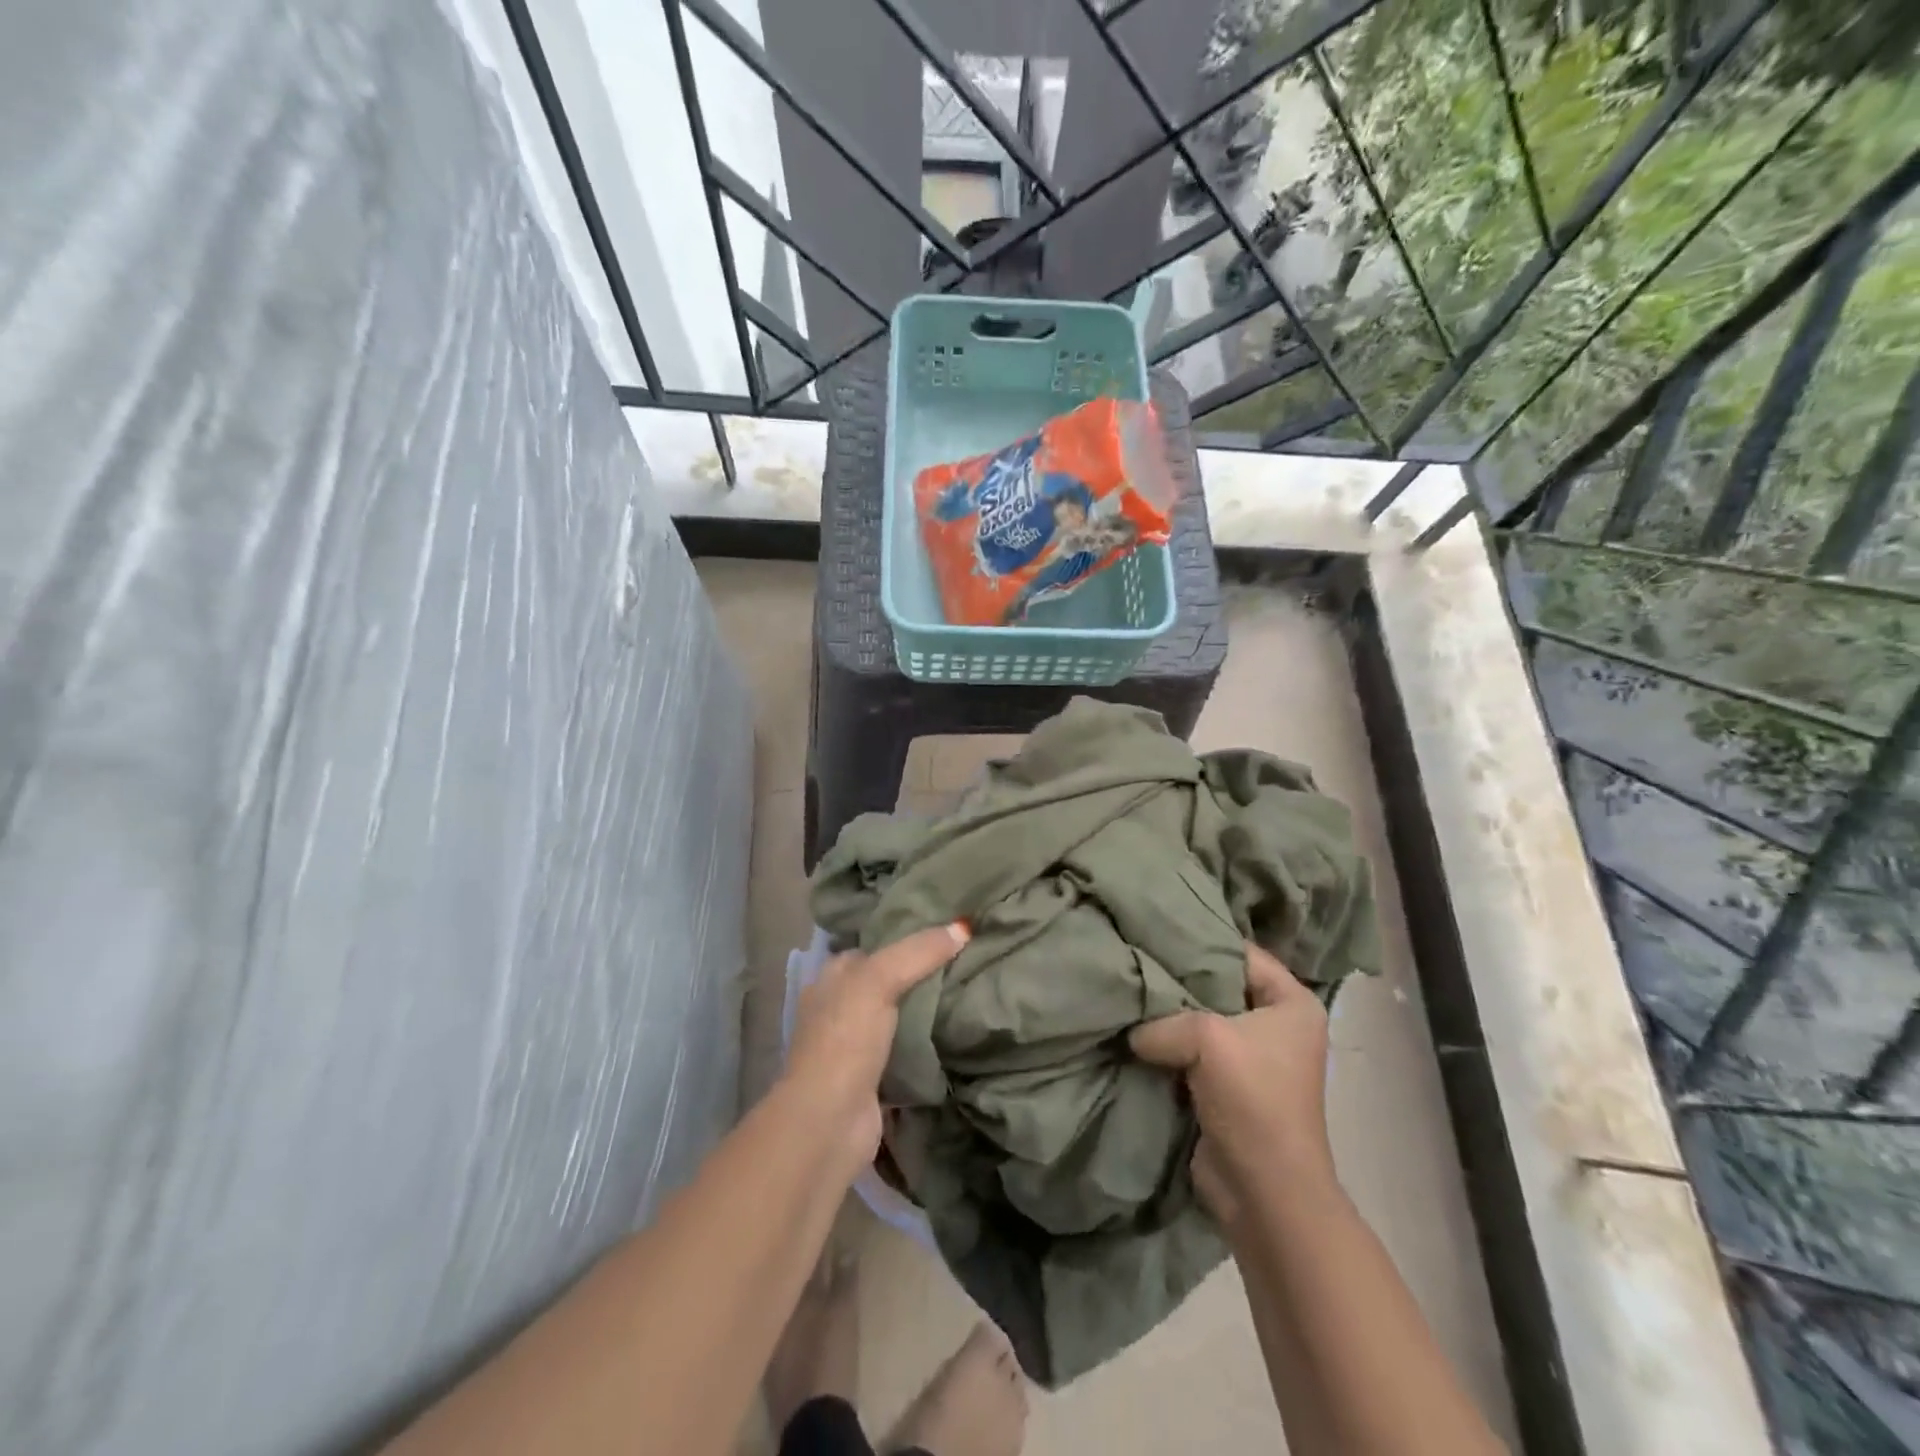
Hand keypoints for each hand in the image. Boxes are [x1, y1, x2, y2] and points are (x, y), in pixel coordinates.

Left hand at [783, 923, 968, 1175]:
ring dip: (924, 1011)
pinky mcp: (871, 1079)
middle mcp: (838, 1008)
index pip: (873, 948)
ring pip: (896, 1017)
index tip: (947, 933)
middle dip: (919, 975)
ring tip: (968, 992)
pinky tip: (954, 1036)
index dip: (906, 938)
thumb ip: (918, 952)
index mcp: (832, 978)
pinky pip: (904, 1051)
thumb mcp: (879, 980)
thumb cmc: (845, 1039)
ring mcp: (853, 1046)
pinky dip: (925, 1045)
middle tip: (966, 962)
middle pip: (886, 982)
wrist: (829, 1122)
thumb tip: (963, 927)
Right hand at [1130, 945, 1334, 1228]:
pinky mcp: (1224, 1085)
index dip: (1198, 939)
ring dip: (1165, 1015)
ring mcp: (1248, 1056)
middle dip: (1175, 978)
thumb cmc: (1252, 1100)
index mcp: (1292, 1002)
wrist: (1264, 1192)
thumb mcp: (1207, 1039)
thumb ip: (1163, 1019)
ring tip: (1125, 989)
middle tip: (1131, 957)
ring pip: (1197, 1019)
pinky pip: (1188, 1050)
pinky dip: (1164, 1044)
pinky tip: (1130, 1027)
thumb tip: (1134, 1029)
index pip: (1240, 951)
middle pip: (1216, 984)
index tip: (1153, 929)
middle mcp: (1274, 1023)